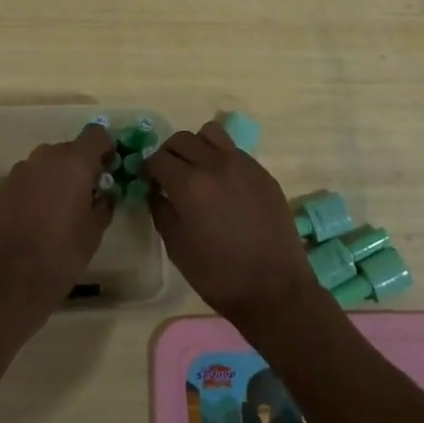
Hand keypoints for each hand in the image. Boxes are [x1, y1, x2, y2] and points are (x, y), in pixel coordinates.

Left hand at [0, 124, 115, 338]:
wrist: (9, 278)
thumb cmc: (61, 254)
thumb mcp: (94, 231)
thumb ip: (103, 204)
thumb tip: (104, 194)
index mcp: (74, 161)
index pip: (97, 135)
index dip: (106, 149)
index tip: (109, 171)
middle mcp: (47, 155)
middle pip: (71, 149)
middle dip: (81, 166)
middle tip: (87, 195)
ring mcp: (22, 168)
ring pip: (48, 163)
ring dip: (58, 177)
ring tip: (61, 209)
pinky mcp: (4, 185)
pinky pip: (30, 177)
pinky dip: (39, 188)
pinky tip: (39, 216)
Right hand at [145, 120, 325, 328]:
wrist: (274, 288)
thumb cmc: (219, 275)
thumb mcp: (177, 247)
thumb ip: (161, 211)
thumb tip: (156, 191)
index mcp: (189, 184)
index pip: (158, 158)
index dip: (149, 169)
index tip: (149, 181)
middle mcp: (214, 164)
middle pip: (182, 139)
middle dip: (169, 153)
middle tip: (169, 174)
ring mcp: (242, 164)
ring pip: (210, 134)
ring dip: (197, 146)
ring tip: (198, 169)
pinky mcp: (262, 171)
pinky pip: (234, 150)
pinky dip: (221, 157)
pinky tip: (224, 184)